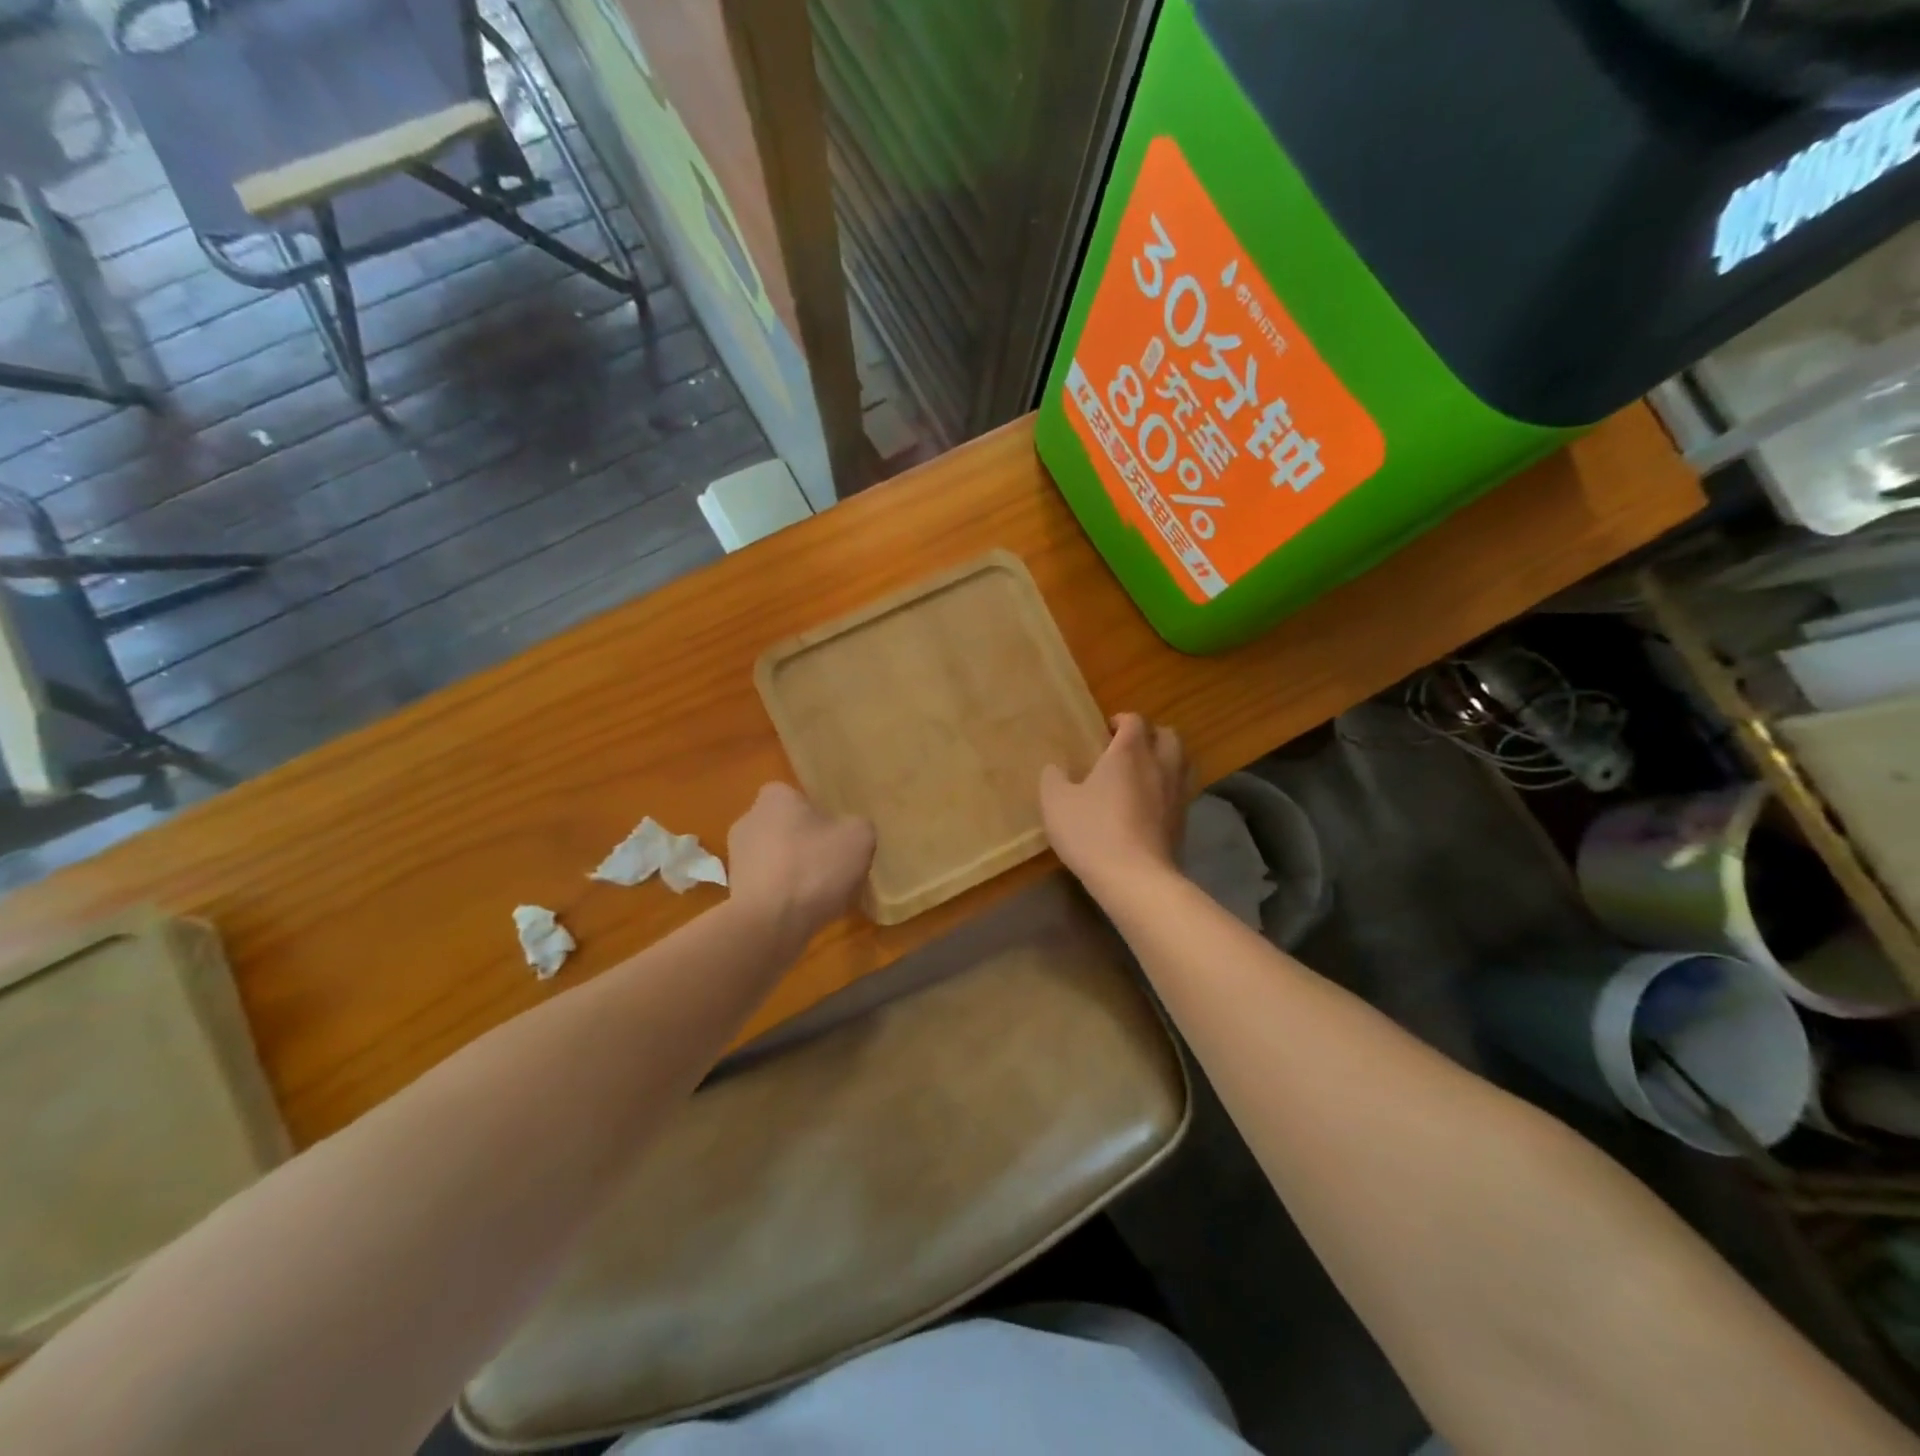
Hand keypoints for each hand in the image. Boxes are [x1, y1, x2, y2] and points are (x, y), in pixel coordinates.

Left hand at [727, 782, 875, 944]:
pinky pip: (768, 886)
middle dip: (806, 844)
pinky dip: (784, 895)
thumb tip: (849, 833)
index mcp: (774, 798)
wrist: (770, 924)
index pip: (797, 796)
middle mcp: (748, 821)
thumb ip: (858, 826)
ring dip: (795, 871)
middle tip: (833, 864)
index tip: (836, 835)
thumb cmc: (814, 868)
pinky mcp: (734, 893)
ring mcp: (737, 859)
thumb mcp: (859, 837)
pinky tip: (803, 911)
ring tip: (821, 894)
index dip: (819, 814)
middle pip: (785, 828)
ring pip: (776, 859)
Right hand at [1040, 713, 1189, 892]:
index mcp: (1129, 753)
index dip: (1121, 720)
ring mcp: (1176, 793)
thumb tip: (1055, 767)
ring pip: (1182, 761)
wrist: (1135, 878)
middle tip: (1128, 748)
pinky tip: (1150, 804)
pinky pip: (1181, 791)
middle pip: (1168, 735)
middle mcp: (1159, 765)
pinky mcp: (1183, 820)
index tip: (1105, 732)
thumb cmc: (1092, 832)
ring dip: (1165, 759)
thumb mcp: (1056, 803)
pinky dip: (1168, 788)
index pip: (1134, 720)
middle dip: (1150, 735)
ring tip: (1143, 773)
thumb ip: (1053, 778)